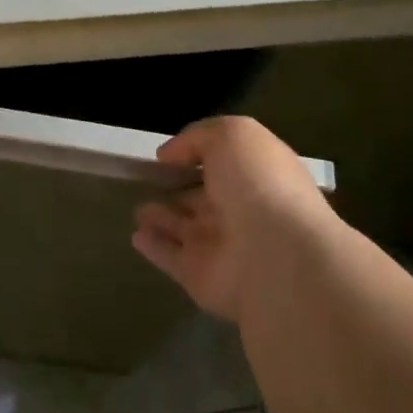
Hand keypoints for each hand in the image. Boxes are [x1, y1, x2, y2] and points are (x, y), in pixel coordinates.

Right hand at [132, 115, 336, 322]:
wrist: (276, 256)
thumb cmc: (259, 184)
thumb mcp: (232, 135)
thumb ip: (198, 137)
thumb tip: (170, 155)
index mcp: (257, 175)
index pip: (226, 162)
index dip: (200, 154)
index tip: (169, 153)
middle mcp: (242, 209)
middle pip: (205, 197)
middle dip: (181, 189)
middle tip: (151, 181)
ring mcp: (222, 246)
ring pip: (186, 228)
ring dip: (163, 218)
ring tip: (138, 209)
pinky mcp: (200, 276)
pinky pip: (171, 257)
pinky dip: (154, 247)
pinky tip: (136, 235)